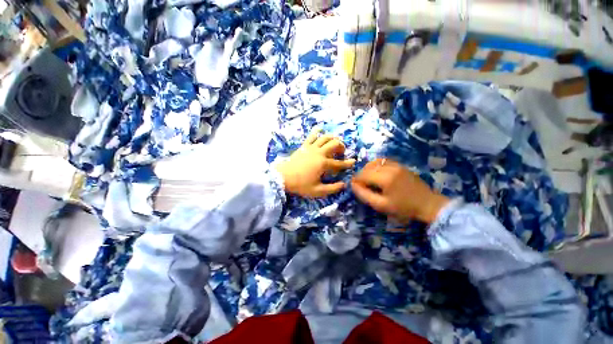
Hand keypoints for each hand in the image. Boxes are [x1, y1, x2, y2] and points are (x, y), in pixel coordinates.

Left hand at [276, 131, 355, 197]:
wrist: (283, 177)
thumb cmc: (301, 185)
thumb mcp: (318, 191)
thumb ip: (332, 188)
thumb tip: (344, 184)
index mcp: (324, 164)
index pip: (339, 163)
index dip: (348, 163)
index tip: (353, 161)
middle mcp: (319, 153)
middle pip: (334, 144)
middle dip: (341, 146)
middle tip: (341, 152)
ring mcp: (311, 148)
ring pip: (325, 137)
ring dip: (332, 138)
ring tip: (334, 142)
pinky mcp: (304, 146)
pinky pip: (311, 135)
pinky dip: (317, 131)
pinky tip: (320, 129)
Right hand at [351, 158, 448, 223]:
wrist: (428, 204)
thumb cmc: (404, 208)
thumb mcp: (381, 205)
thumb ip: (364, 195)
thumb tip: (352, 185)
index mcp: (384, 178)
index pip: (363, 175)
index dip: (356, 180)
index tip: (354, 187)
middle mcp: (389, 168)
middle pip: (368, 167)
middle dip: (361, 175)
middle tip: (361, 185)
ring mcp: (396, 165)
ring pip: (375, 162)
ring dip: (368, 169)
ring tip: (368, 178)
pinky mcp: (400, 165)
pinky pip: (384, 161)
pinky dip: (377, 165)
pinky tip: (377, 173)